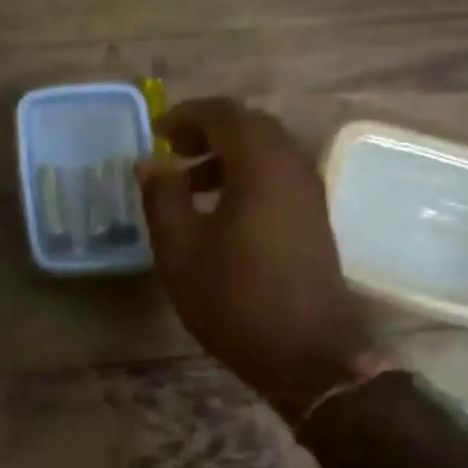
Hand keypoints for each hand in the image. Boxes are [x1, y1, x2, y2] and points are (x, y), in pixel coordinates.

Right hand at [139, 98, 382, 422]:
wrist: (307, 354)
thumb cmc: (235, 299)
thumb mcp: (180, 250)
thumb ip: (162, 197)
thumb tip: (151, 162)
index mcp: (260, 164)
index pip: (224, 113)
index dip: (186, 115)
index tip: (158, 133)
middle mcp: (293, 167)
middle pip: (251, 127)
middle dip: (209, 132)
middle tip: (174, 154)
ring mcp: (310, 194)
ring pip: (268, 154)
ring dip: (228, 158)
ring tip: (189, 187)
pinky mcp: (315, 220)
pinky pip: (279, 179)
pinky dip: (248, 179)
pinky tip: (222, 215)